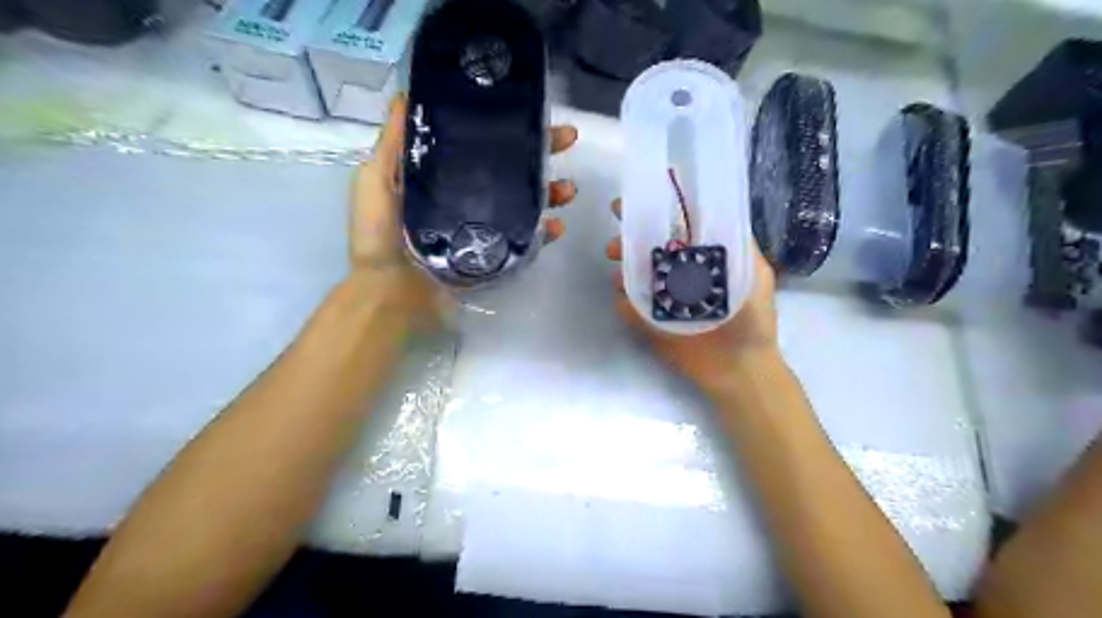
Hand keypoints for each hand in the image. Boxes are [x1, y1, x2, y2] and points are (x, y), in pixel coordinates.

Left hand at [351, 95, 576, 329]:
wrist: (389, 293)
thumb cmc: (378, 235)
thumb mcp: (376, 180)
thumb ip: (394, 144)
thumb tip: (408, 94)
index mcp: (443, 178)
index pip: (482, 145)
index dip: (507, 127)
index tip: (532, 110)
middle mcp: (468, 199)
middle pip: (510, 171)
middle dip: (541, 153)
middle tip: (568, 139)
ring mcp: (484, 229)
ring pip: (525, 204)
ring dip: (551, 193)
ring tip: (568, 188)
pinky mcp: (494, 258)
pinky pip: (525, 242)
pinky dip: (543, 234)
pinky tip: (556, 227)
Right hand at [607, 196, 777, 392]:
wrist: (740, 370)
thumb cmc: (752, 321)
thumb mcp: (755, 275)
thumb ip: (740, 246)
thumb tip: (718, 212)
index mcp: (703, 259)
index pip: (679, 228)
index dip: (660, 211)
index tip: (641, 200)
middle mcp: (680, 274)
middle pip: (652, 247)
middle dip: (633, 235)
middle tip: (621, 232)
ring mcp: (663, 298)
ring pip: (637, 272)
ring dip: (624, 262)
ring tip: (616, 258)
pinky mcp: (651, 320)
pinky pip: (630, 304)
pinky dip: (622, 295)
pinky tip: (619, 290)